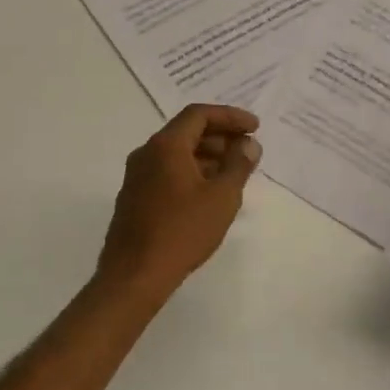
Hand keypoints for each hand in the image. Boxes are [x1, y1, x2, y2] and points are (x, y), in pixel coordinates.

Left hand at [96, 105, 261, 296]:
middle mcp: (146, 153)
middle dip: (220, 137)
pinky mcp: (135, 197)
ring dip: (207, 156)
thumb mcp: (222, 197)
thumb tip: (248, 144)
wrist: (134, 275)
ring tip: (234, 173)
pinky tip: (209, 194)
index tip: (254, 127)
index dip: (230, 116)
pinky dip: (191, 172)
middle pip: (186, 132)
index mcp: (166, 146)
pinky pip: (167, 172)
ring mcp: (137, 176)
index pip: (199, 115)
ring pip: (176, 154)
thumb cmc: (182, 231)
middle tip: (247, 150)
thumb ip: (238, 165)